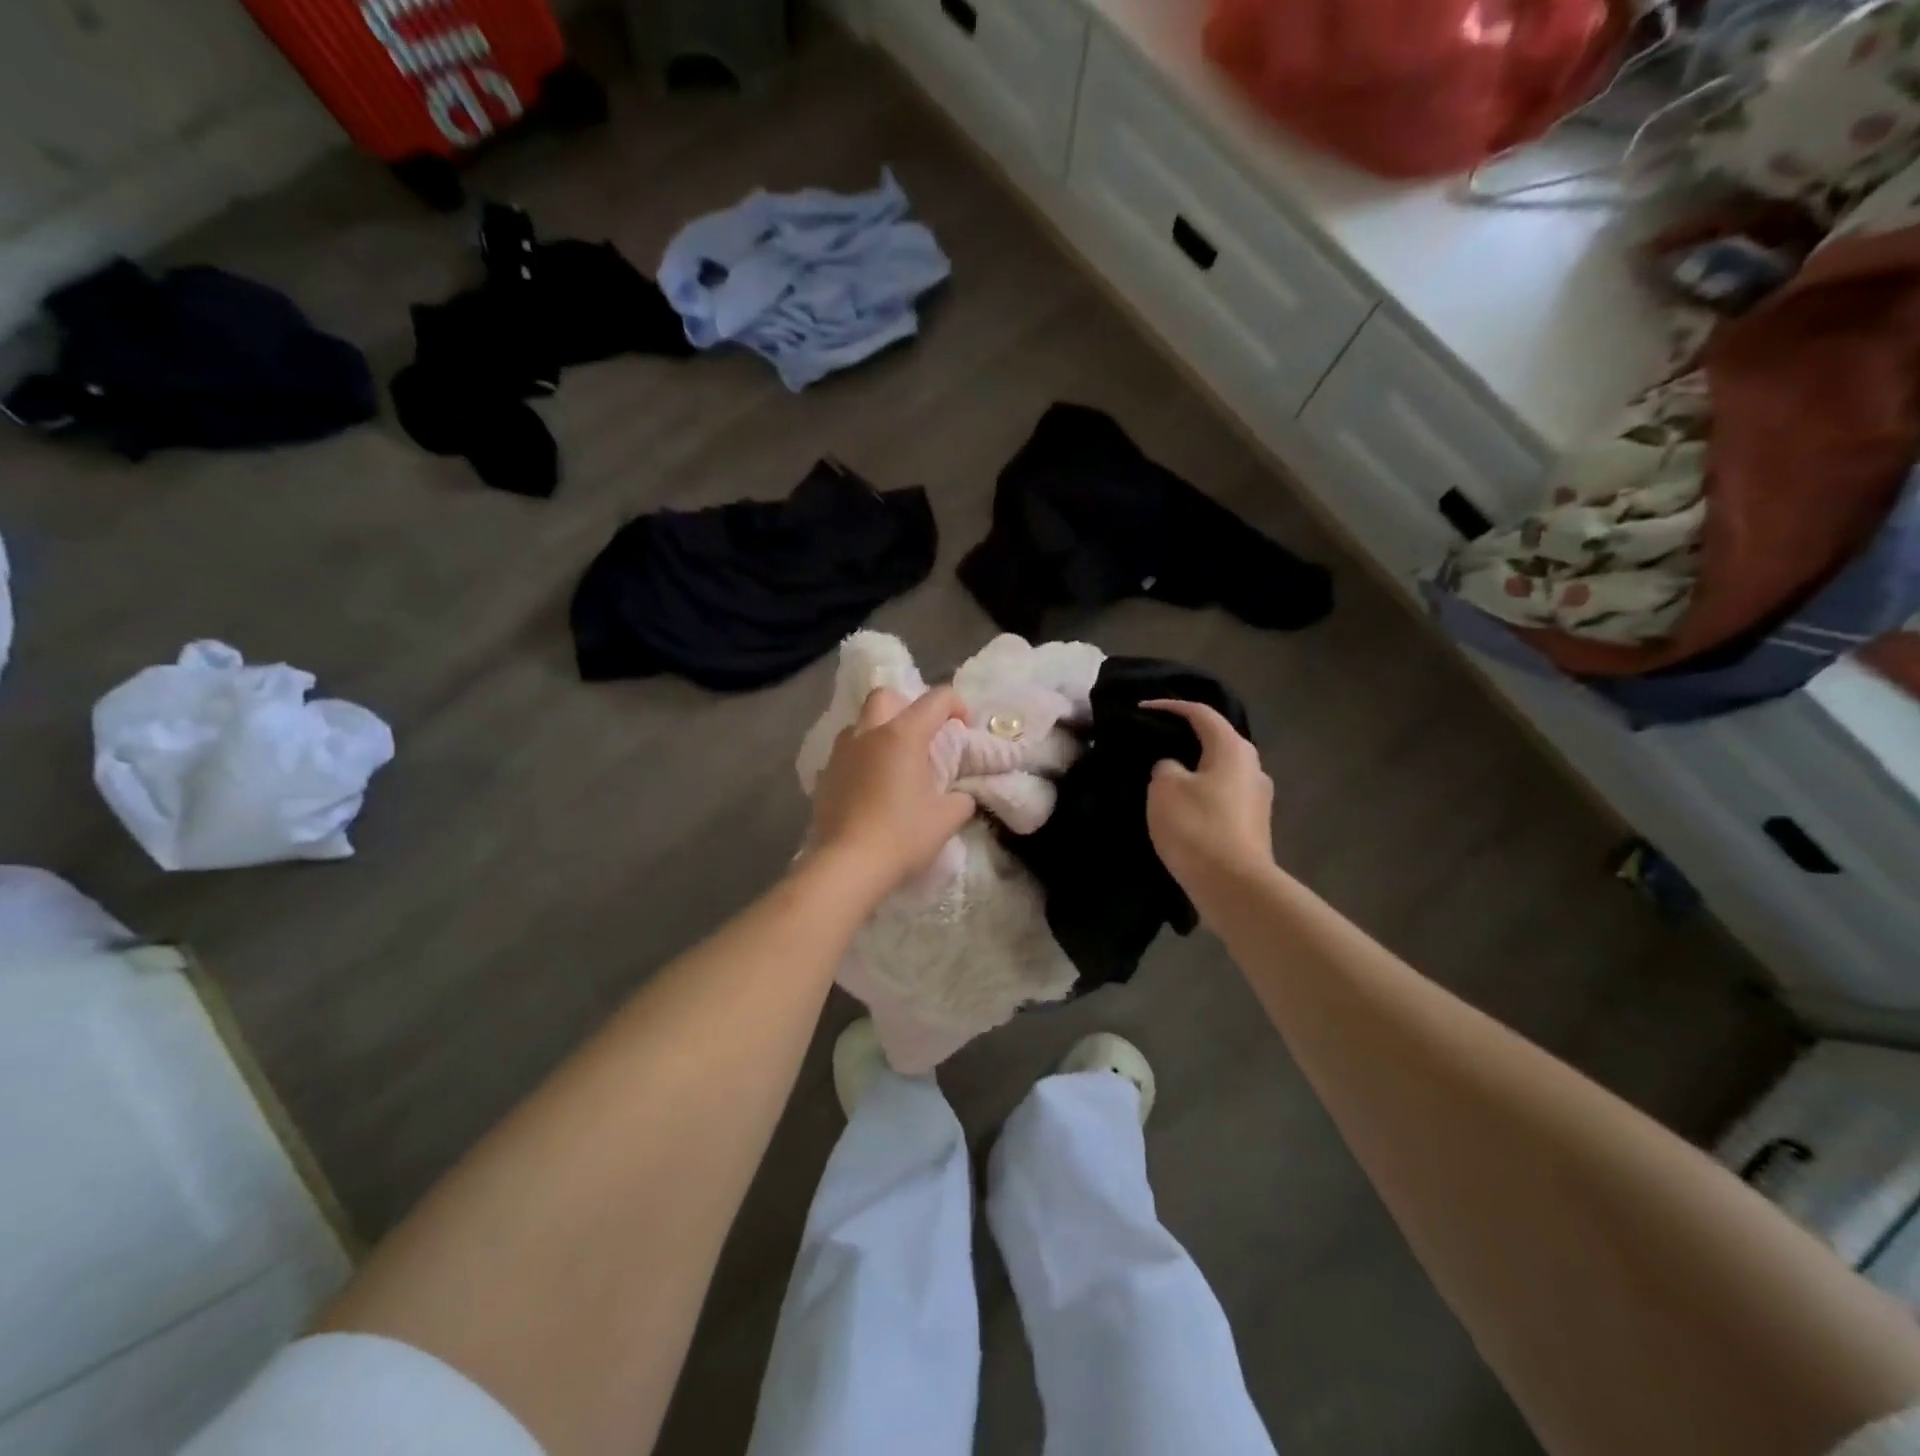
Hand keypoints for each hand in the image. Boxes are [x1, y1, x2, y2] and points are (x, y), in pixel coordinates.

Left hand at [807, 686, 975, 898]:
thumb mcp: (947, 819)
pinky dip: (861, 760)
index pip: (935, 700)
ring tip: (893, 763)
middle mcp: (868, 734)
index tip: (963, 728)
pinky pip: (845, 754)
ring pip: (860, 724)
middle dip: (907, 706)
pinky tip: (870, 788)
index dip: (956, 706)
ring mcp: (841, 753)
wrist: (847, 865)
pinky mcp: (824, 776)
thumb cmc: (902, 836)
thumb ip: (960, 799)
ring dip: (879, 732)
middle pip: (886, 697)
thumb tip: (960, 796)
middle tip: (921, 736)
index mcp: (902, 735)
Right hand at [1143, 699, 1275, 892]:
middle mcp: (1253, 767)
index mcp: (1233, 749)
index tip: (1142, 708)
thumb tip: (1175, 768)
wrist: (1234, 887)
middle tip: (1155, 739)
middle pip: (1216, 740)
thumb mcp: (1164, 788)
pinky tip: (1183, 806)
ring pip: (1220, 770)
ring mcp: (1258, 798)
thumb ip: (1165, 767)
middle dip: (1186, 736)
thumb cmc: (1197, 827)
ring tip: (1164, 775)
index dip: (1170, 706)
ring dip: (1194, 768)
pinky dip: (1202, 792)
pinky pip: (1223, 796)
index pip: (1201, 713)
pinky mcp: (1253, 825)